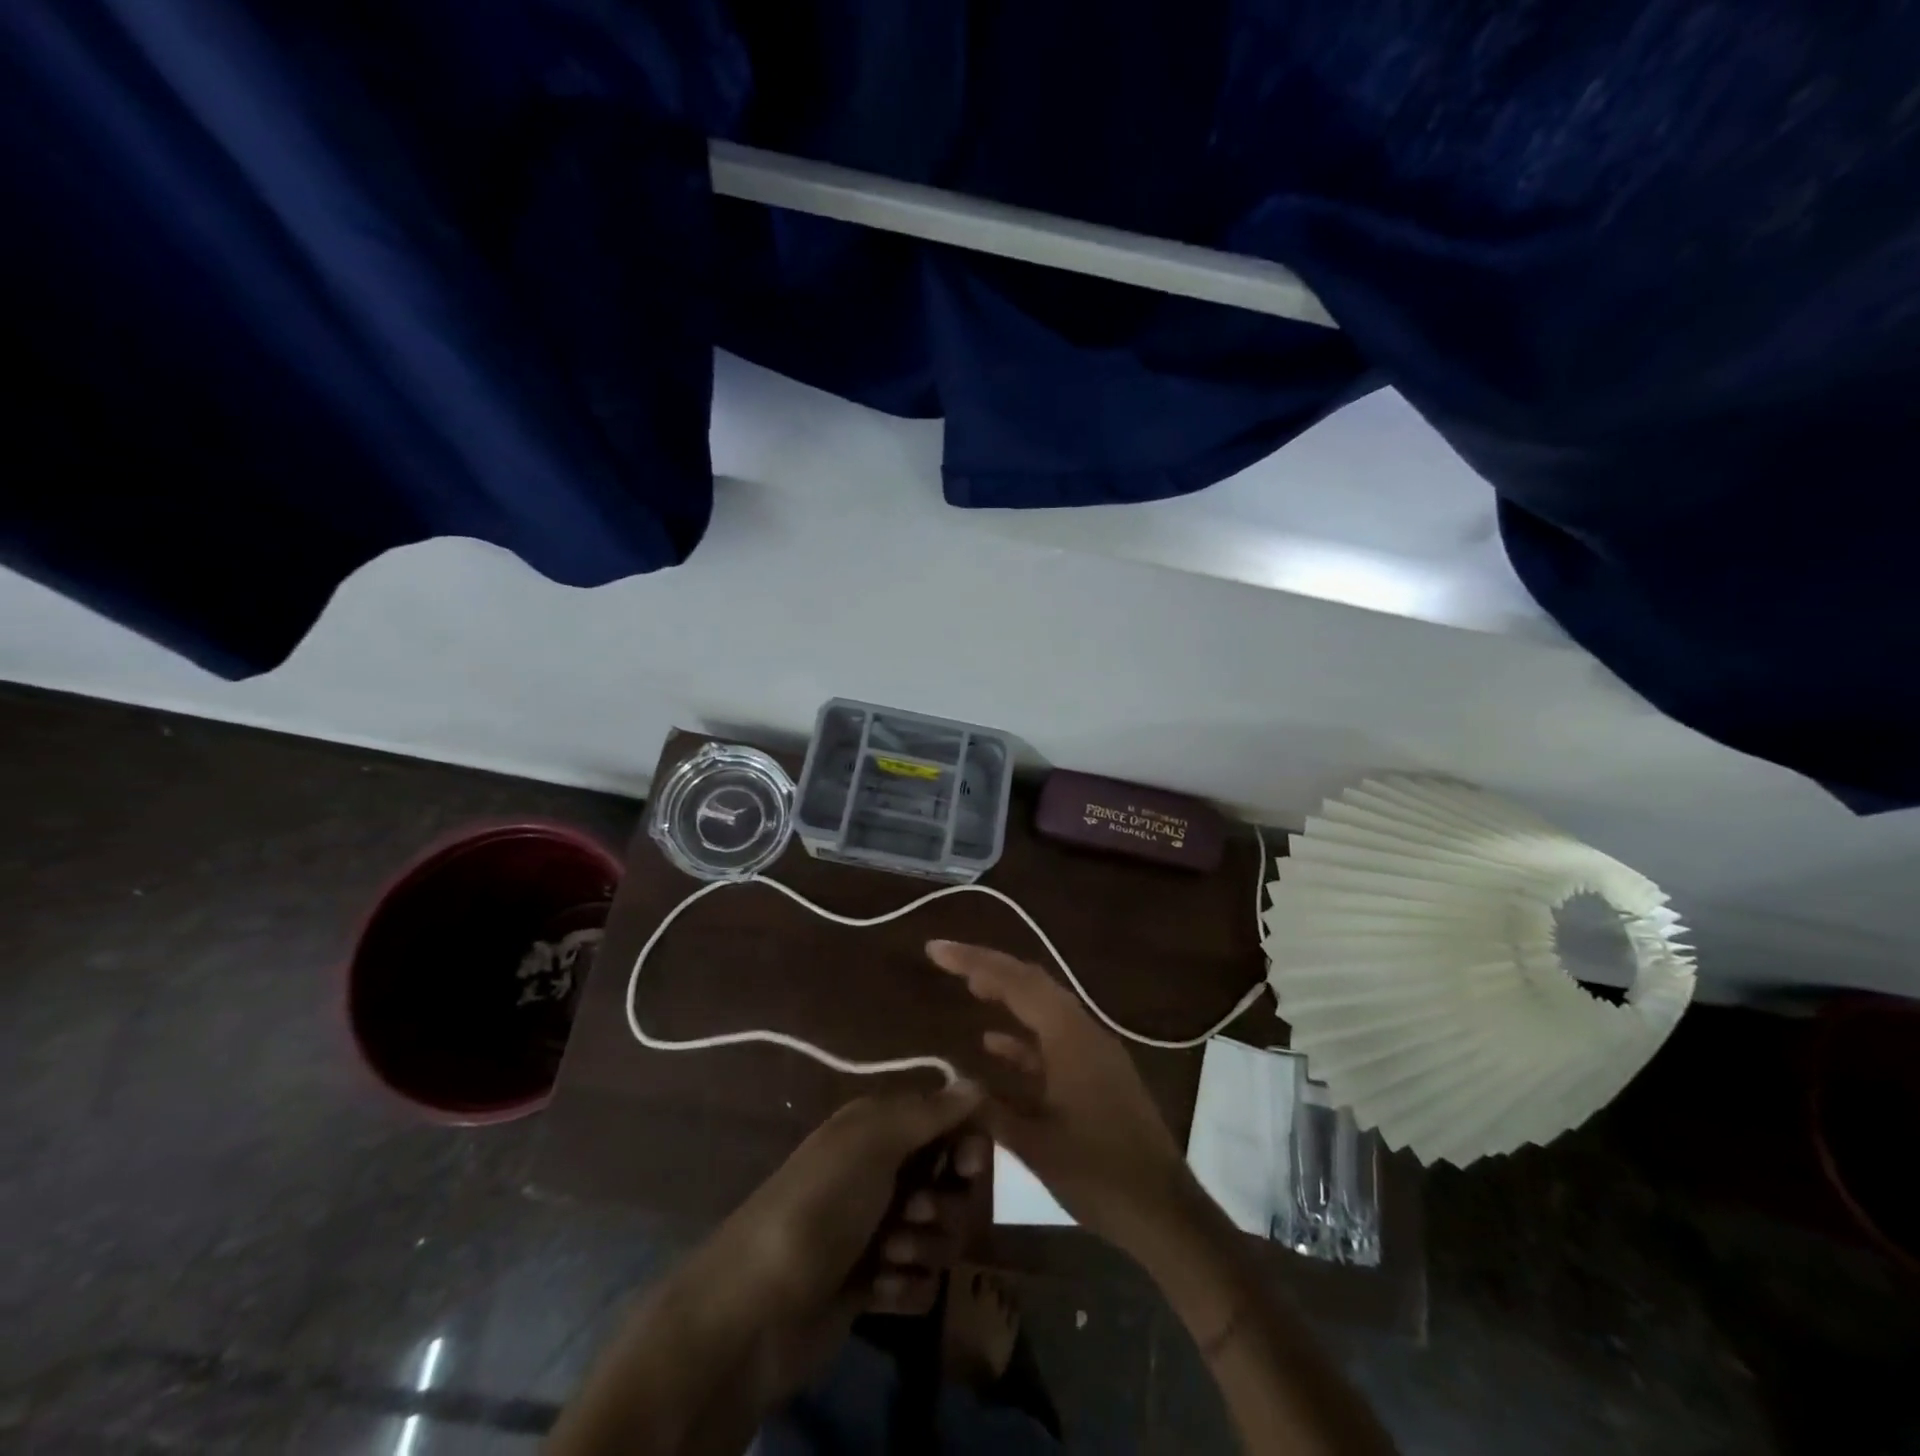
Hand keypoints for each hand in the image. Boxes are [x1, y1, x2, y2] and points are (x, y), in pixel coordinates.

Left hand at [718, 1082, 989, 1323]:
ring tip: (886, 1257)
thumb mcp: (873, 1141)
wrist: (758, 1309)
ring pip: (944, 1235)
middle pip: (954, 1184)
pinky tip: (876, 1290)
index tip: (968, 1164)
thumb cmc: (820, 1205)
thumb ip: (930, 1112)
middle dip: (944, 1204)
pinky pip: (924, 1283)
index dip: (968, 1142)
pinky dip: (906, 1287)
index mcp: (881, 1129)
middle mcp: (886, 1173)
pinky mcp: (878, 1285)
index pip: (949, 1123)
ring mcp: (882, 1232)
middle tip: (913, 1212)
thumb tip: (978, 1083)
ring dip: (923, 1246)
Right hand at [927, 940, 1192, 1251]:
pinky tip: (993, 1044)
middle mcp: (1083, 1032)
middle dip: (989, 968)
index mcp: (1070, 1036)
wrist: (1163, 1211)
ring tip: (969, 987)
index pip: (1015, 981)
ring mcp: (1093, 1052)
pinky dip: (1022, 1037)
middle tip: (948, 960)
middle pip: (1031, 984)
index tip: (937, 950)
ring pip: (1042, 1009)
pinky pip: (1053, 1041)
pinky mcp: (1097, 1074)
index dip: (973, 961)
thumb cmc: (1098, 1174)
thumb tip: (956, 1083)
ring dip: (1006, 996)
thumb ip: (991, 1109)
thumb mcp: (1035, 1145)